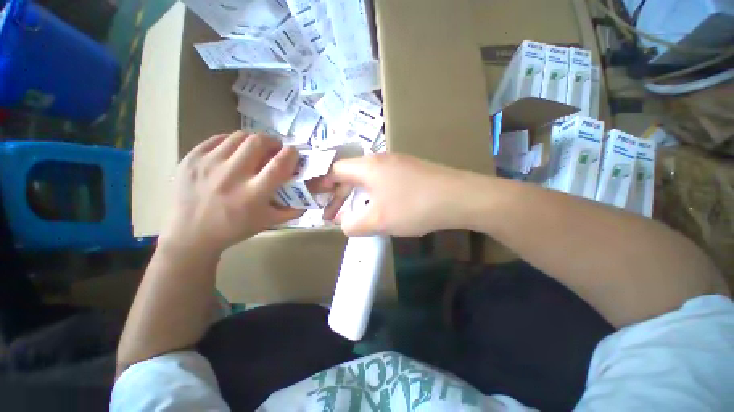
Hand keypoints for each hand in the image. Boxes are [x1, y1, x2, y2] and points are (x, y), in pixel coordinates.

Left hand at [159, 131, 302, 255]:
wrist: (190, 235)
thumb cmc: (234, 229)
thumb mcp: (268, 222)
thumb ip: (292, 209)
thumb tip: (310, 196)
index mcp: (253, 194)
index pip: (279, 164)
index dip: (291, 154)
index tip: (294, 153)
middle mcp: (231, 176)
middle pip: (258, 142)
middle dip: (273, 141)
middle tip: (275, 149)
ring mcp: (208, 164)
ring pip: (239, 136)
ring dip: (254, 140)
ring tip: (255, 150)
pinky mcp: (191, 158)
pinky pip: (218, 138)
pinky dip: (232, 141)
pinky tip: (235, 151)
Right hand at [321, 154, 474, 235]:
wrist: (459, 198)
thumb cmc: (413, 207)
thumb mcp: (378, 221)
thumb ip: (354, 225)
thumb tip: (344, 224)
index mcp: (368, 167)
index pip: (336, 170)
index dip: (324, 185)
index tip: (318, 199)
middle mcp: (381, 160)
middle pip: (351, 175)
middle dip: (341, 195)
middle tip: (336, 215)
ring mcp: (398, 164)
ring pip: (369, 180)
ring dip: (359, 197)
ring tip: (357, 215)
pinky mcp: (412, 171)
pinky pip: (384, 182)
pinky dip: (375, 195)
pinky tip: (381, 208)